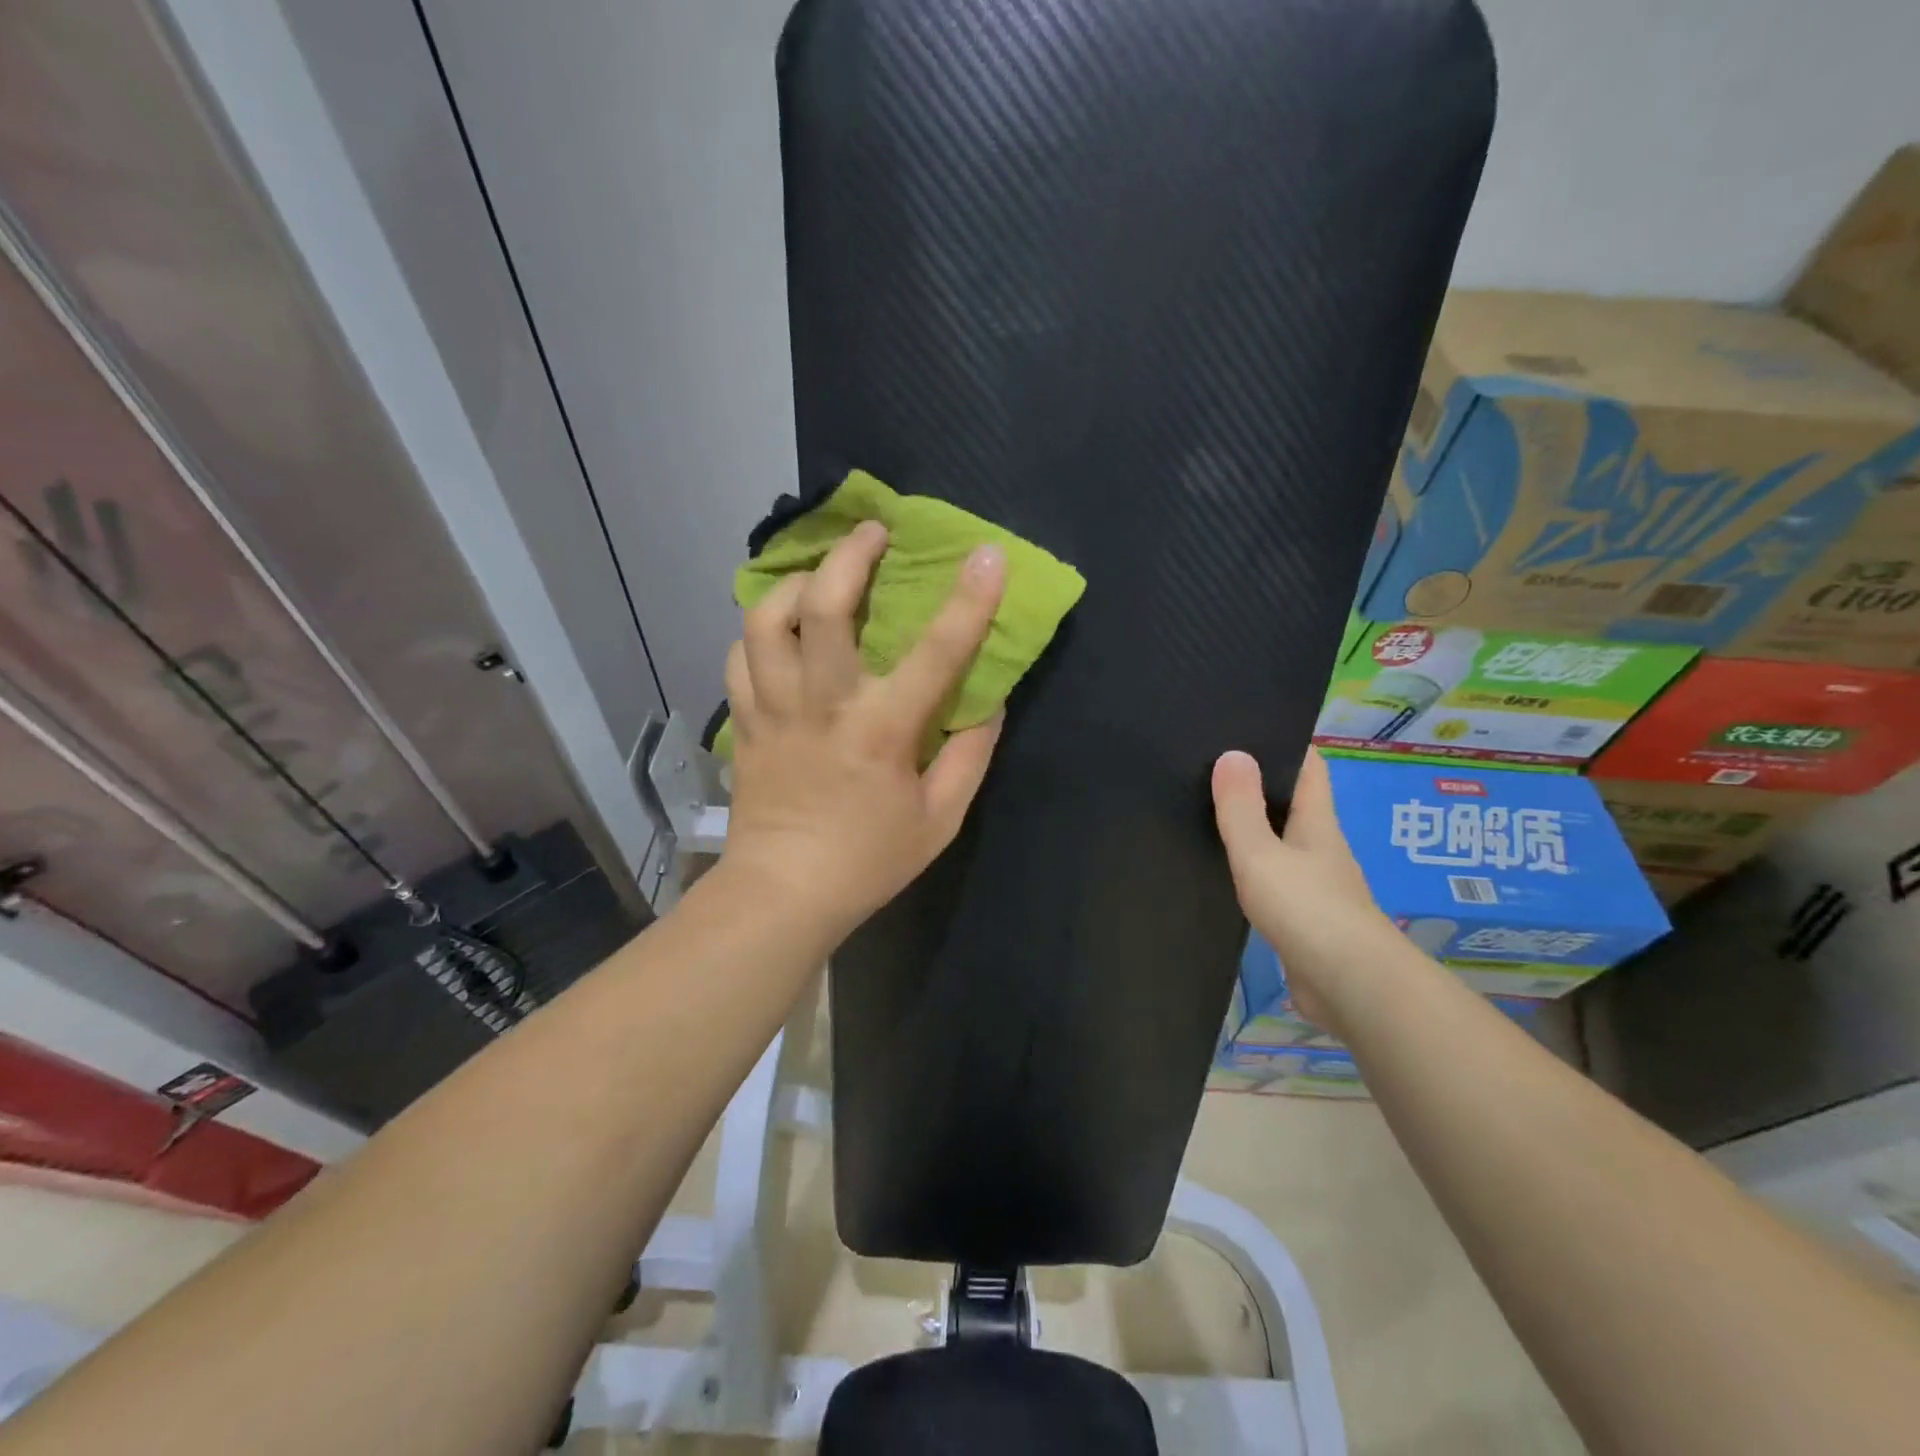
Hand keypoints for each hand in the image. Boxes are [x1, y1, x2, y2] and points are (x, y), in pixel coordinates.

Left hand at [721, 519, 1007, 938]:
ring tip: (819, 574)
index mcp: (881, 731)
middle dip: (849, 555)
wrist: (783, 893)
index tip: (988, 554)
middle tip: (872, 533)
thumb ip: (970, 757)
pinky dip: (758, 629)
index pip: (936, 653)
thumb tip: (987, 704)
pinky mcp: (744, 722)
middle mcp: (823, 706)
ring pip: (765, 620)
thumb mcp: (940, 820)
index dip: (968, 600)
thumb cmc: (868, 860)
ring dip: (795, 582)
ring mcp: (774, 709)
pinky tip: (778, 627)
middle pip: (822, 607)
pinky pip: (739, 656)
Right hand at [1211, 747, 1395, 1031]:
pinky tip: (1225, 871)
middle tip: (1211, 766)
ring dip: (1255, 828)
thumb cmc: (1307, 909)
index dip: (1286, 742)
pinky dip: (1253, 869)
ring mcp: (1316, 886)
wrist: (1350, 987)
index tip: (1249, 725)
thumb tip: (1232, 753)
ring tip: (1208, 812)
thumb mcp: (1262, 854)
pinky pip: (1275, 880)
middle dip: (1261, 783)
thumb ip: (1242, 809)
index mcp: (1317, 823)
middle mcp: (1320, 848)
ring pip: (1282, 843)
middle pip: (1294, 803)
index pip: (1310, 767)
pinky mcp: (1305, 920)